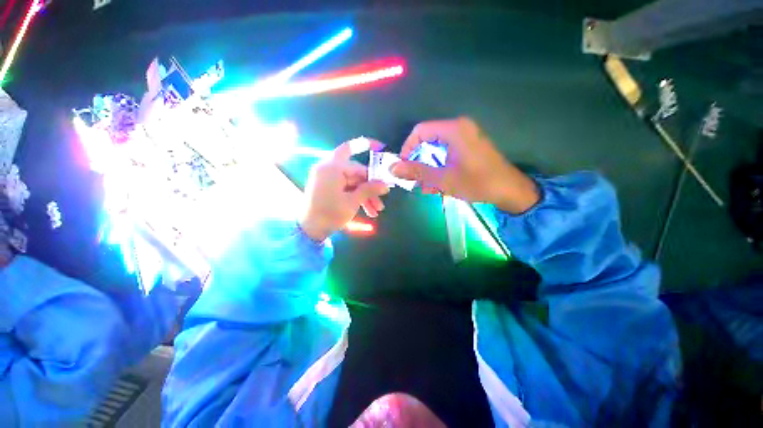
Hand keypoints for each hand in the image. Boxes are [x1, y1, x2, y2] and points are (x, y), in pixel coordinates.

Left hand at [300, 139, 389, 240]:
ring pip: (353, 183)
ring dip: (365, 195)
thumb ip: (369, 190)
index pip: (355, 160)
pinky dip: (356, 197)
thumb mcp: (353, 202)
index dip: (370, 160)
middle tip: (382, 200)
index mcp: (332, 168)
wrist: (309, 230)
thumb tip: (386, 184)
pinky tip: (368, 210)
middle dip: (370, 187)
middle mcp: (329, 169)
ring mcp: (328, 178)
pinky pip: (346, 188)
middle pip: (356, 173)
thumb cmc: (330, 214)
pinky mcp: (328, 187)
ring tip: (376, 211)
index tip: (380, 149)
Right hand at [392, 117, 538, 213]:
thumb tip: (393, 168)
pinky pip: (446, 153)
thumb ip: (417, 172)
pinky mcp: (469, 146)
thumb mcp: (443, 179)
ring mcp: (466, 137)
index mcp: (454, 130)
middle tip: (414, 179)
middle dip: (418, 161)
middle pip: (427, 140)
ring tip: (425, 187)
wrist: (510, 191)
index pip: (419, 131)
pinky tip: (437, 185)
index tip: (403, 166)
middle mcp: (459, 128)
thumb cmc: (477, 183)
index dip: (407, 148)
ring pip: (436, 149)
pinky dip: (439, 167)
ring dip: (428, 168)